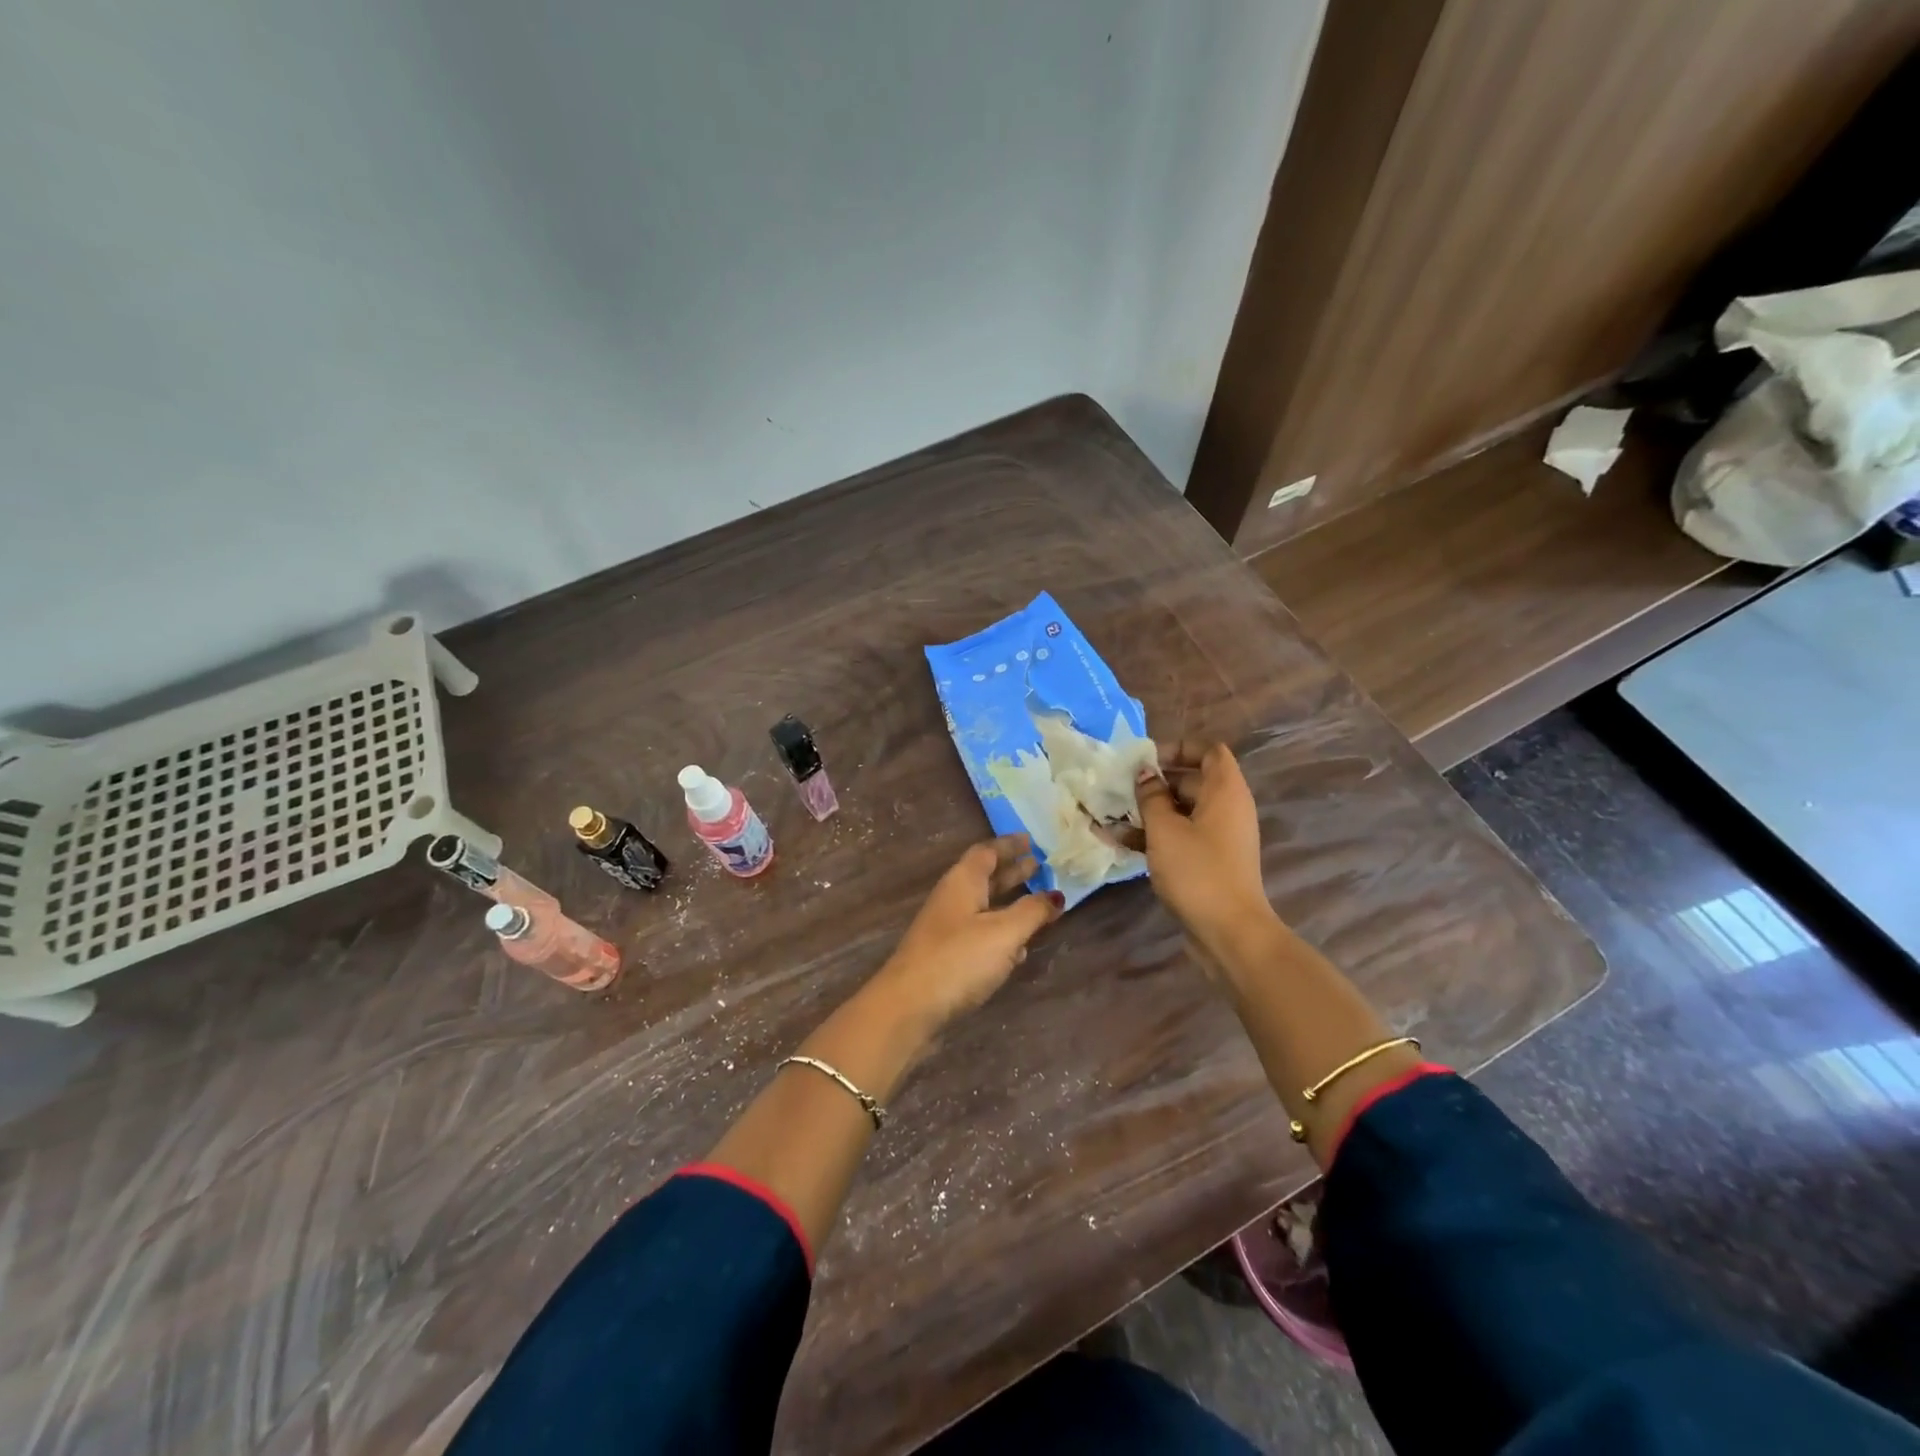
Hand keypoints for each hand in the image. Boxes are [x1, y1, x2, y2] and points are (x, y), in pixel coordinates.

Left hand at [872, 835, 1062, 1029]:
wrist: (908, 1007)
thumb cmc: (958, 959)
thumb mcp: (1003, 932)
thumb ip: (1031, 912)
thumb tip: (1055, 895)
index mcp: (962, 882)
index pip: (986, 852)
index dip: (1009, 845)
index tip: (1031, 840)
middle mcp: (952, 900)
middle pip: (985, 878)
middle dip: (1012, 872)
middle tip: (1040, 866)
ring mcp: (946, 930)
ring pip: (983, 907)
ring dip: (1008, 904)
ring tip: (1037, 905)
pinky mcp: (946, 958)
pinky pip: (979, 935)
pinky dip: (1000, 934)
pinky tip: (1018, 949)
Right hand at [1135, 741, 1274, 959]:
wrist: (1229, 933)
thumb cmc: (1197, 871)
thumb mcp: (1165, 829)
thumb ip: (1151, 796)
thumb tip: (1145, 774)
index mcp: (1225, 791)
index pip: (1209, 751)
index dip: (1178, 748)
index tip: (1146, 759)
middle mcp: (1227, 809)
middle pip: (1191, 780)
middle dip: (1154, 782)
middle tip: (1120, 788)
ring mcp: (1219, 837)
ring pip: (1181, 811)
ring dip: (1149, 811)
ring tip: (1111, 815)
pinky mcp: (1209, 862)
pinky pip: (1181, 836)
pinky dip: (1155, 835)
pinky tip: (1119, 841)